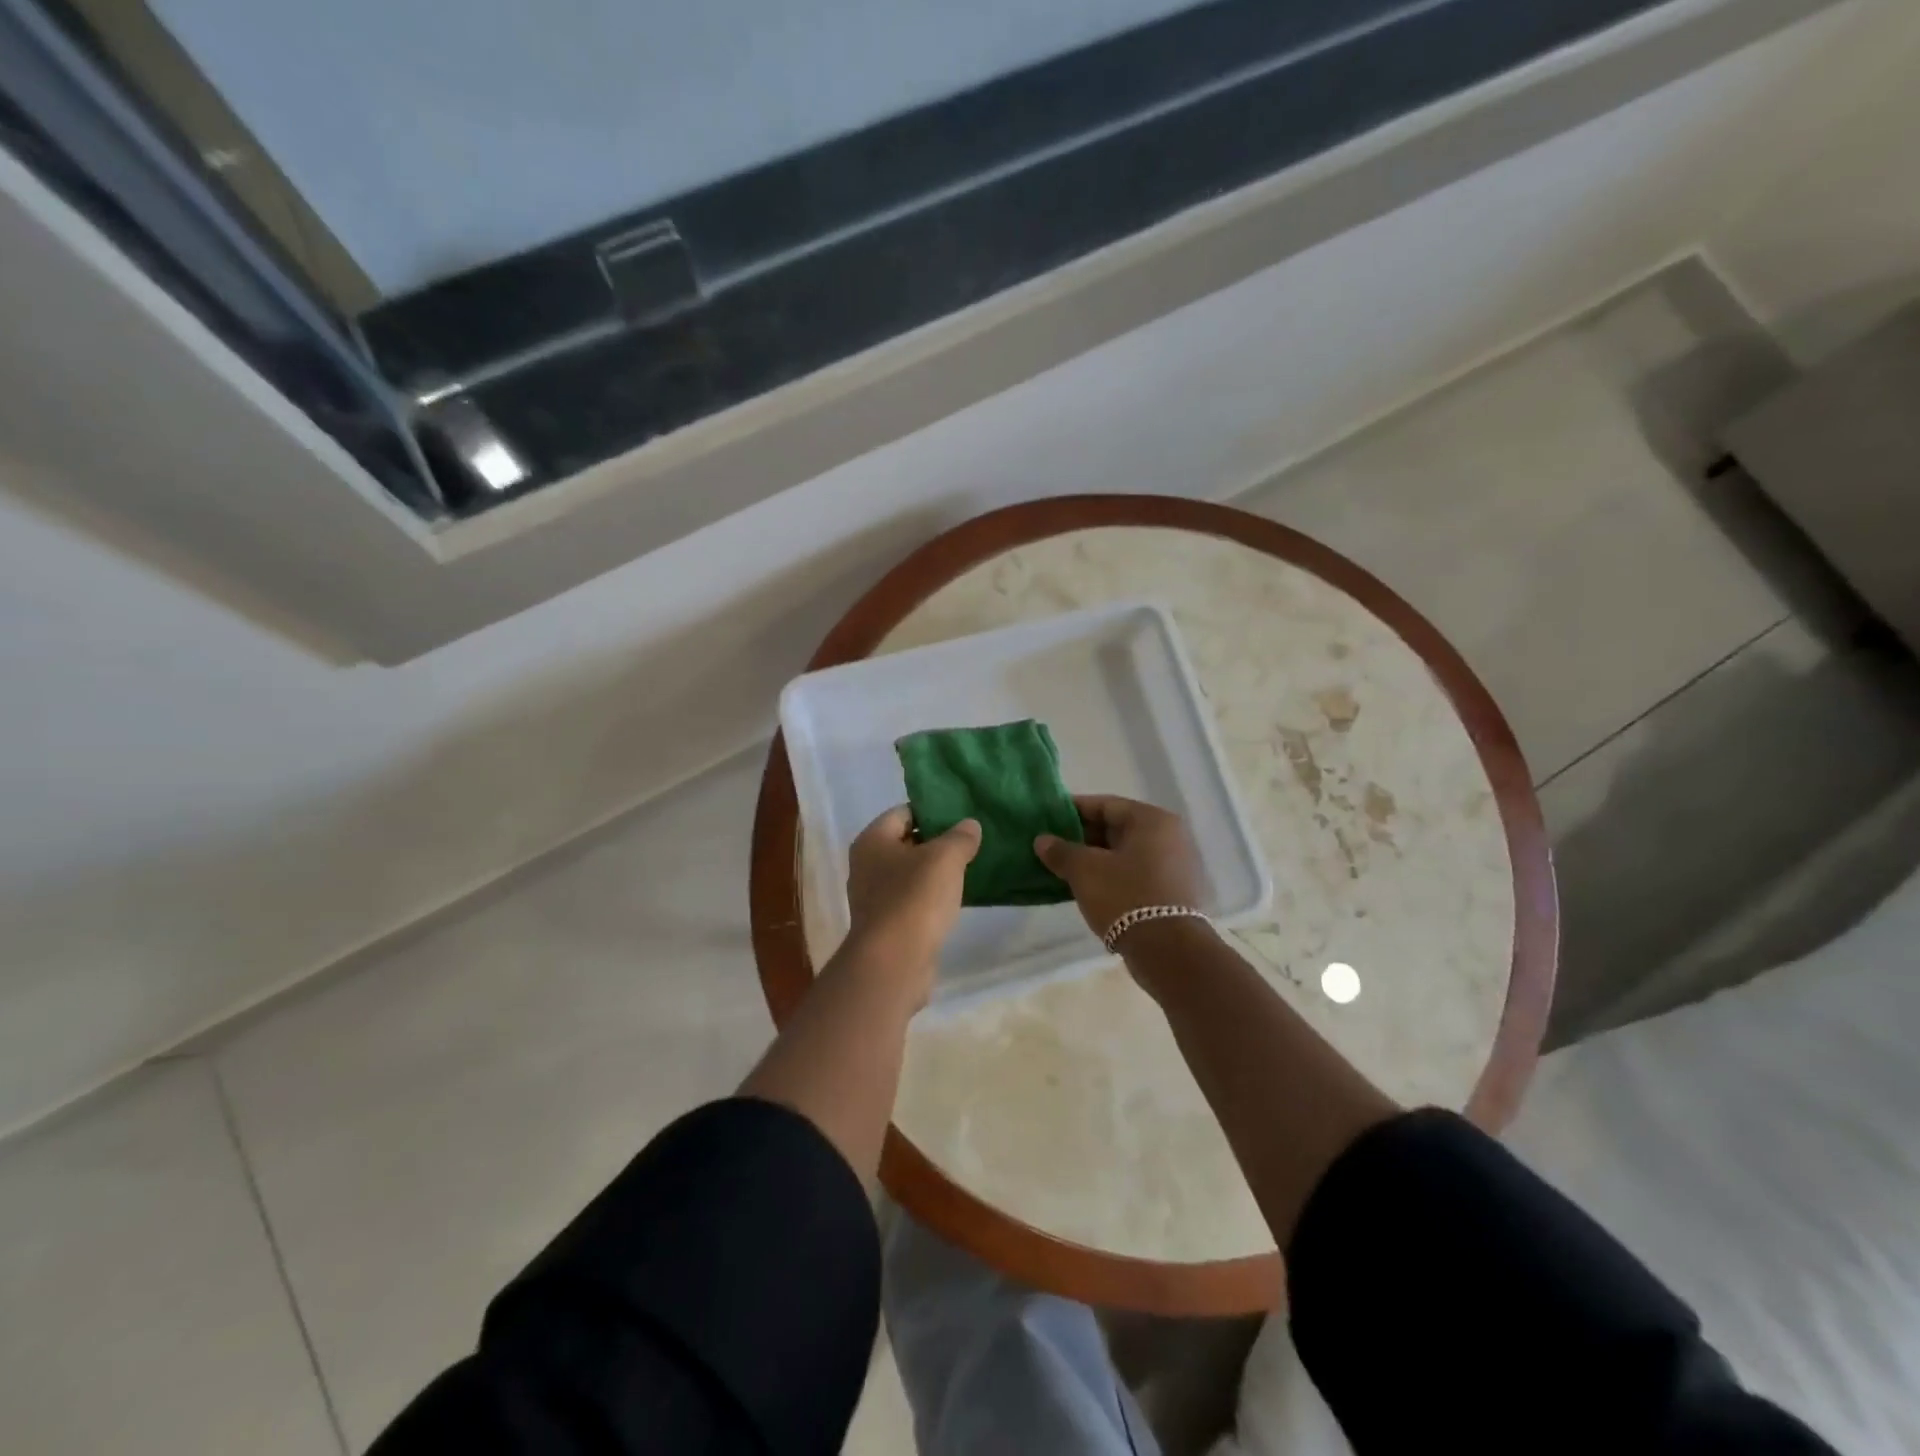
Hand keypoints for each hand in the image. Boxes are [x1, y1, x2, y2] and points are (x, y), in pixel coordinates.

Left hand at [843, 807, 980, 1002]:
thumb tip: (970, 825)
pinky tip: (955, 899)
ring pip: (910, 873)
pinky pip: (912, 900)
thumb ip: (960, 837)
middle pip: (906, 842)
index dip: (932, 811)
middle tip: (970, 840)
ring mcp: (874, 898)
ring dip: (935, 871)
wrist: (894, 961)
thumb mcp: (945, 858)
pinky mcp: (886, 925)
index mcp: (872, 840)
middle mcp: (866, 865)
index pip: (903, 812)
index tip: (961, 815)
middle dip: (936, 841)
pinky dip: (931, 897)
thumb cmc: (914, 898)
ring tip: (968, 867)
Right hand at [1034, 796, 1207, 940]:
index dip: (1074, 810)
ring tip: (1064, 868)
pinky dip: (1112, 875)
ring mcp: (1175, 865)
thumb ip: (1061, 851)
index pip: (1106, 805)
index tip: (1048, 818)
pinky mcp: (1174, 892)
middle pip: (1117, 828)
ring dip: (1096, 858)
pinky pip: (1136, 873)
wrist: (1168, 952)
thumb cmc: (1125, 897)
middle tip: (1053, 846)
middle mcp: (1170, 836)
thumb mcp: (1085, 871)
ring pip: (1126, 853)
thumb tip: (1042, 840)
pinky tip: (1088, 887)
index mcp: (1152, 820)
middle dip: (1083, 837)